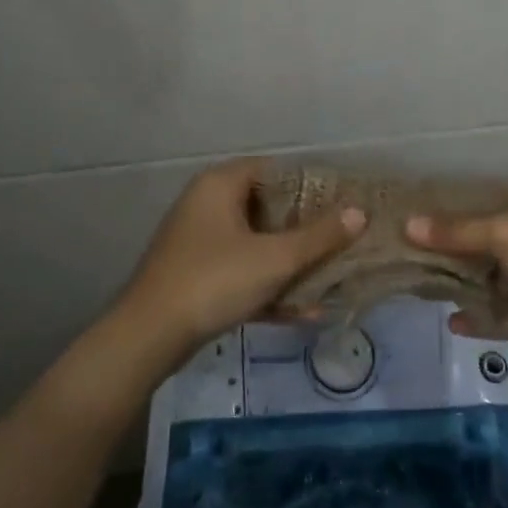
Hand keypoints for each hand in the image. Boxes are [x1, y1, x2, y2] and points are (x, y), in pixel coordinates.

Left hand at [113, 157, 366, 359]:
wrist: (149, 337)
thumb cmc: (215, 280)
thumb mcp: (275, 258)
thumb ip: (319, 236)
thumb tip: (359, 213)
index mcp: (220, 184)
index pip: (274, 170)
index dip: (310, 185)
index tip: (342, 204)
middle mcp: (206, 203)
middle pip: (267, 208)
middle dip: (305, 229)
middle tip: (341, 241)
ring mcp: (197, 241)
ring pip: (255, 243)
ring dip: (290, 263)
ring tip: (329, 279)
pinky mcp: (194, 274)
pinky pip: (240, 271)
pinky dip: (267, 286)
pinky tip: (301, 312)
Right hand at [405, 189, 507, 378]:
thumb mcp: (507, 232)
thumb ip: (459, 230)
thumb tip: (409, 225)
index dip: (478, 201)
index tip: (438, 207)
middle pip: (505, 239)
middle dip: (468, 246)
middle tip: (423, 245)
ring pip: (506, 279)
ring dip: (473, 282)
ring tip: (428, 279)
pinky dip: (484, 317)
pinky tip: (452, 320)